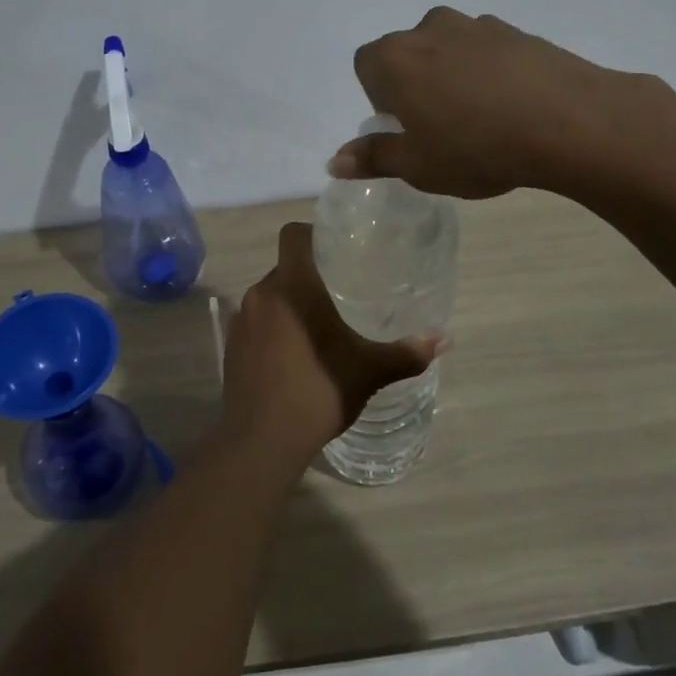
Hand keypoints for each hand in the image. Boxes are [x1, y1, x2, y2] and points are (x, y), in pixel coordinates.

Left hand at [220, 223, 443, 469]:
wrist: (261, 441)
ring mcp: (241, 321)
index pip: (292, 235)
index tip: (335, 248)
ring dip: (291, 304)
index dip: (312, 234)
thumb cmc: (317, 392)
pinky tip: (295, 355)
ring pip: (270, 297)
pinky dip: (274, 329)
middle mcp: (260, 294)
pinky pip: (256, 323)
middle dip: (310, 276)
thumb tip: (443, 340)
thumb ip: (406, 353)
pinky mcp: (231, 347)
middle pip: (284, 268)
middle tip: (340, 291)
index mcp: (292, 287)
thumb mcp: (369, 372)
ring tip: (321, 324)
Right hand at [330, 6, 675, 199]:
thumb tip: (334, 162)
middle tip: (440, 128)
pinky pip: (485, 51)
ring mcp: (475, 25)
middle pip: (406, 54)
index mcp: (395, 58)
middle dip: (414, 86)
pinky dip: (487, 72)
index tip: (406, 128)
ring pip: (447, 49)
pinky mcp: (516, 30)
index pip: (365, 66)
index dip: (380, 99)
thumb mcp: (418, 166)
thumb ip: (374, 158)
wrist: (570, 122)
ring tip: (480, 119)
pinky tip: (512, 107)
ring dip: (451, 76)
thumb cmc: (477, 147)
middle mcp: (428, 29)